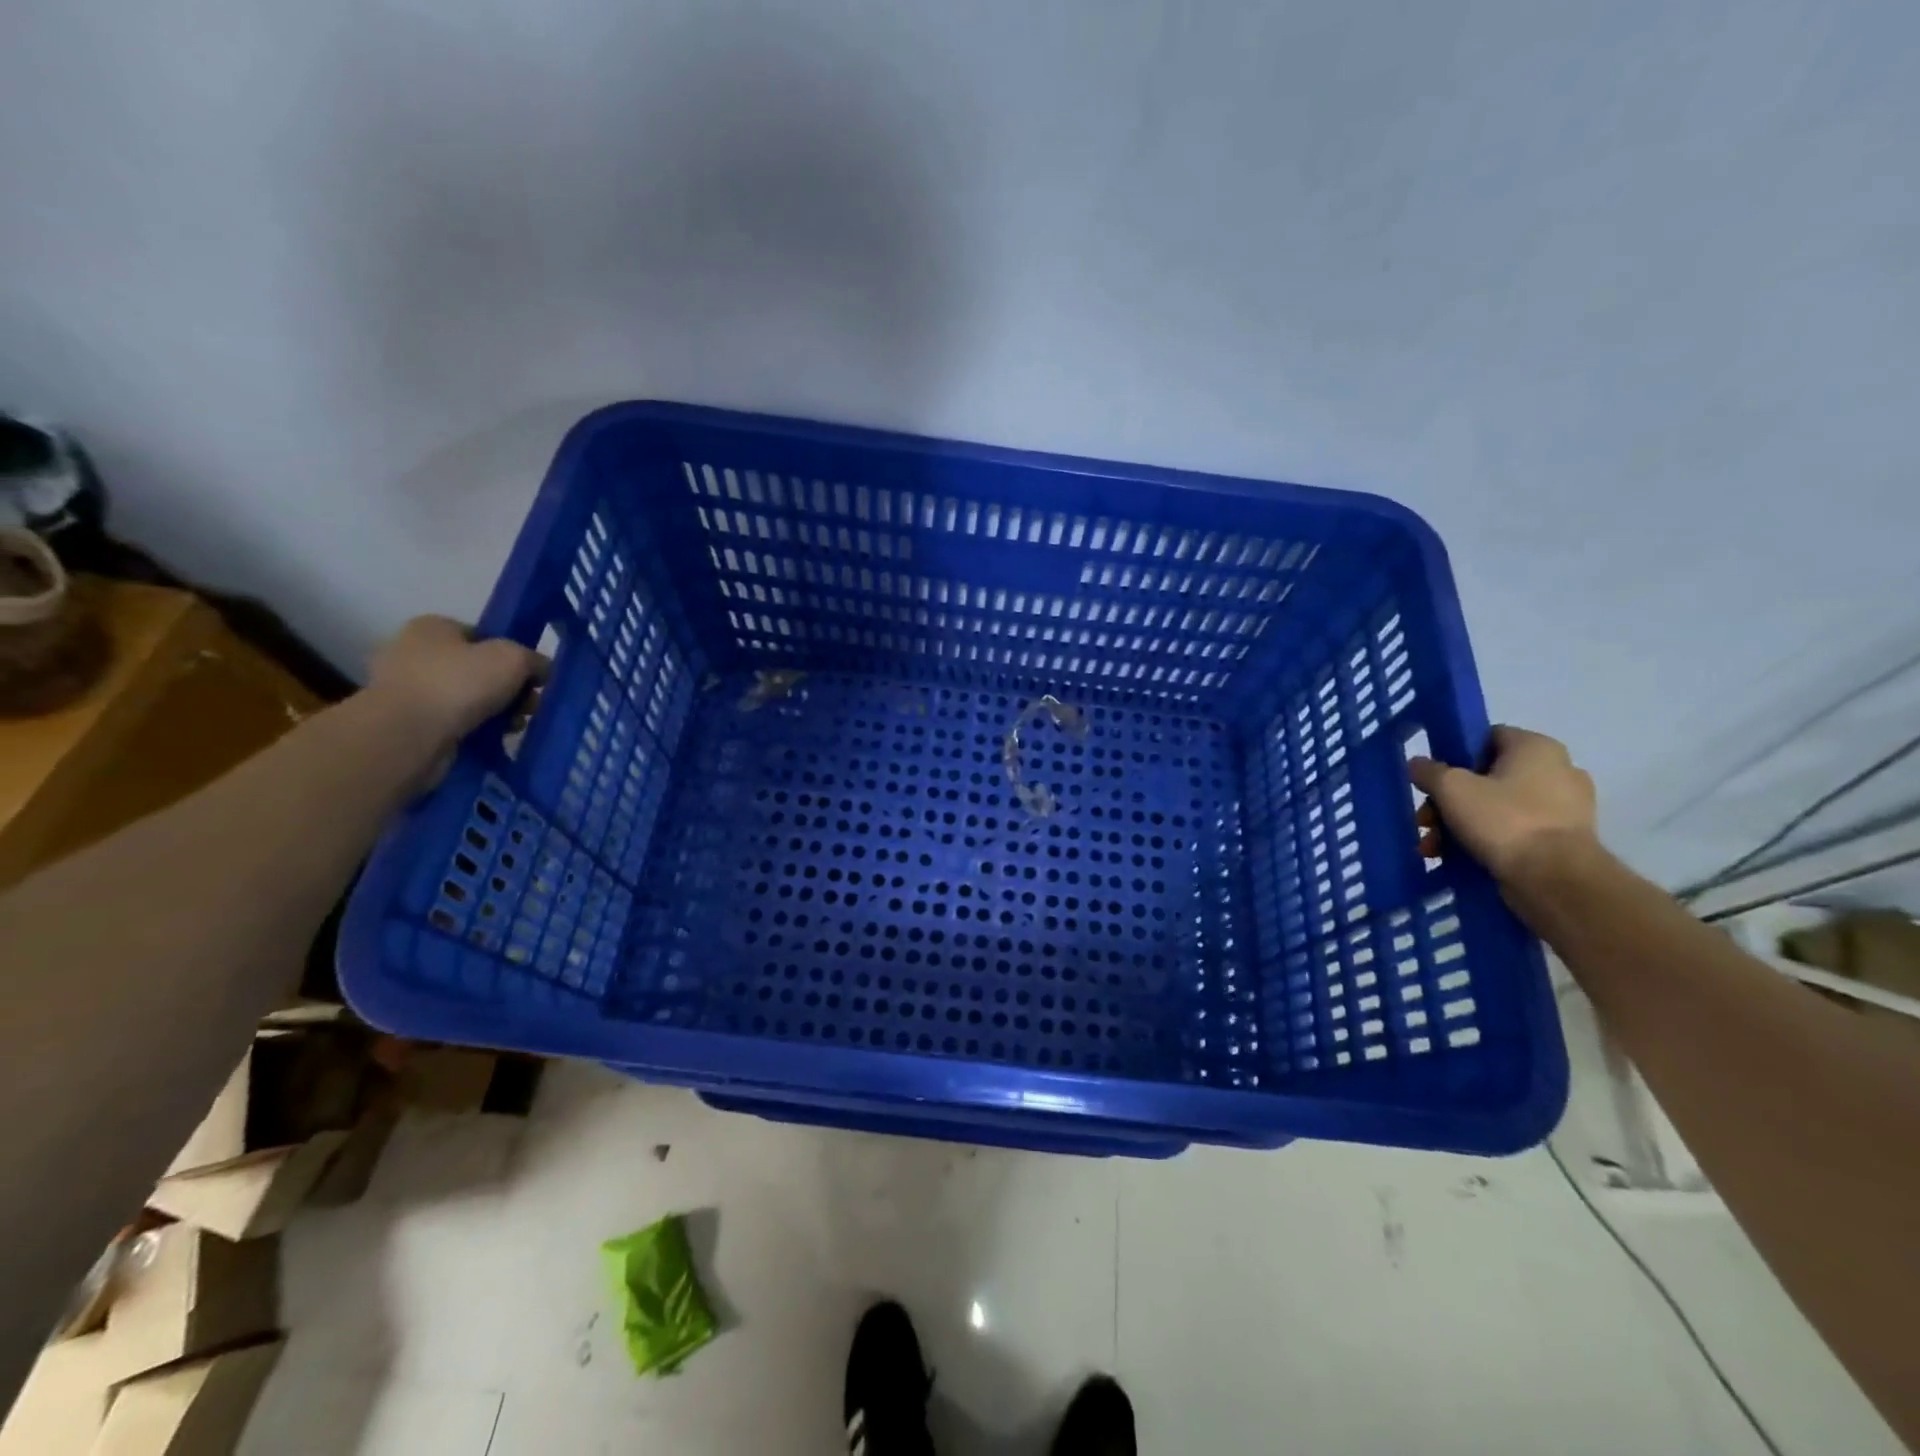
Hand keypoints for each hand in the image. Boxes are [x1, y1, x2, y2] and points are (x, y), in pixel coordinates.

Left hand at [365, 616, 544, 784]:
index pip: (482, 636)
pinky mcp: (408, 722)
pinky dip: (475, 729)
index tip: (532, 677)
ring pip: (468, 698)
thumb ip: (535, 660)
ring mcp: (407, 689)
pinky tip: (493, 738)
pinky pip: (454, 722)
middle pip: (478, 669)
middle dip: (509, 689)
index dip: (512, 655)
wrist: (409, 734)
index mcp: (433, 627)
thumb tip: (542, 670)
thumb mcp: (514, 659)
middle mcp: (414, 652)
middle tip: (530, 706)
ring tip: (515, 726)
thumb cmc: (460, 683)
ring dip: (497, 711)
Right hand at [1408, 726, 1597, 885]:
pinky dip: (1486, 841)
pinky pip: (1514, 832)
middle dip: (1448, 801)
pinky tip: (1458, 858)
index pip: (1486, 737)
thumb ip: (1429, 771)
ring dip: (1459, 825)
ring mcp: (1566, 808)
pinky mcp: (1564, 841)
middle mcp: (1558, 771)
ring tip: (1434, 848)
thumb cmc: (1503, 820)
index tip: (1432, 778)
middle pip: (1486, 778)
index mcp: (1537, 747)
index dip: (1454, 755)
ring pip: (1497, 808)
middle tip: (1426, 822)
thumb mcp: (1450, 788)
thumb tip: (1418, 764)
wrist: (1555, 880)